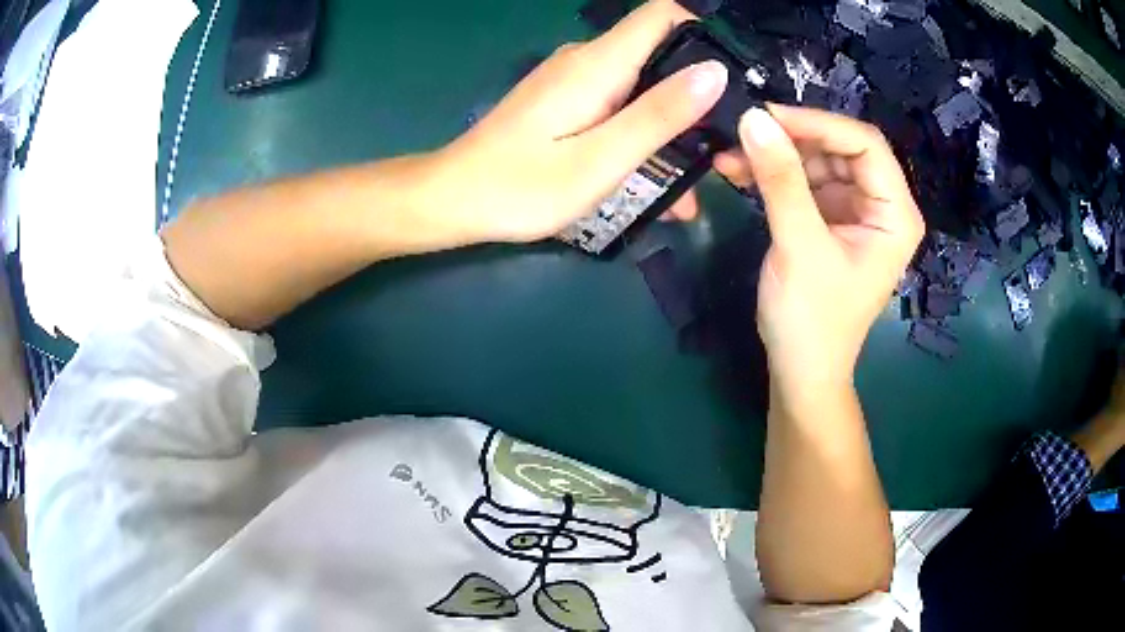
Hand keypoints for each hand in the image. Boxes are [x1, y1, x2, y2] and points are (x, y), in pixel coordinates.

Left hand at [424, 0, 726, 243]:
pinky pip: (616, 103)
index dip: (703, 34)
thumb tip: (714, 72)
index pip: (662, 15)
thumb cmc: (521, 186)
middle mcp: (587, 60)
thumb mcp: (601, 159)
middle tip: (721, 150)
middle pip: (659, 52)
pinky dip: (641, 132)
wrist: (453, 199)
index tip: (733, 81)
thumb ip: (658, 114)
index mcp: (599, 64)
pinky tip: (652, 177)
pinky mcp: (565, 100)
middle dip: (696, 94)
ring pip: (641, 84)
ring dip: (670, 125)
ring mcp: (573, 80)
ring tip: (692, 182)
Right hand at [714, 105, 924, 402]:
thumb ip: (780, 180)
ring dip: (775, 156)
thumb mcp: (799, 246)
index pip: (865, 144)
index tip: (766, 117)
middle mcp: (880, 205)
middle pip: (839, 148)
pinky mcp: (829, 219)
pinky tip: (738, 171)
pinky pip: (803, 182)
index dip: (818, 123)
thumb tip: (753, 117)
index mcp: (895, 213)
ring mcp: (854, 211)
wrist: (800, 371)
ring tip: (730, 155)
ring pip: (817, 161)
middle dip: (792, 139)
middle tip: (743, 133)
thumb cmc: (812, 319)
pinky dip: (773, 175)